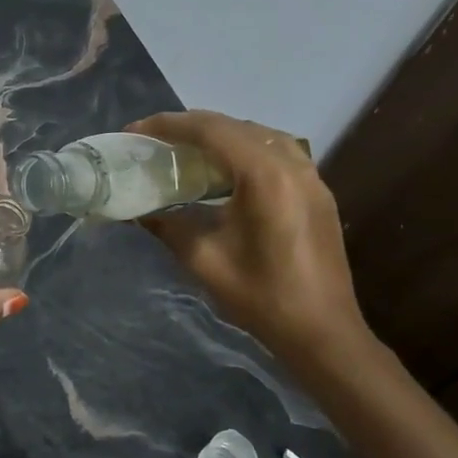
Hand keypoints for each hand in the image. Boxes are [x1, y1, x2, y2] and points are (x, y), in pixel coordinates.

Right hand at [127, 111, 368, 368]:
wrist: (321, 332)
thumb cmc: (261, 296)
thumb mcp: (203, 259)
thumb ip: (167, 225)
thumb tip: (137, 210)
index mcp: (264, 176)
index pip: (210, 131)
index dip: (169, 126)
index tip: (136, 131)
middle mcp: (292, 164)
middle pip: (235, 126)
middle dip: (191, 127)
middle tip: (155, 139)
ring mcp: (311, 177)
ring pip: (260, 135)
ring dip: (221, 134)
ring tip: (187, 149)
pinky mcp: (318, 192)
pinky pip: (278, 152)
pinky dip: (246, 149)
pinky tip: (227, 169)